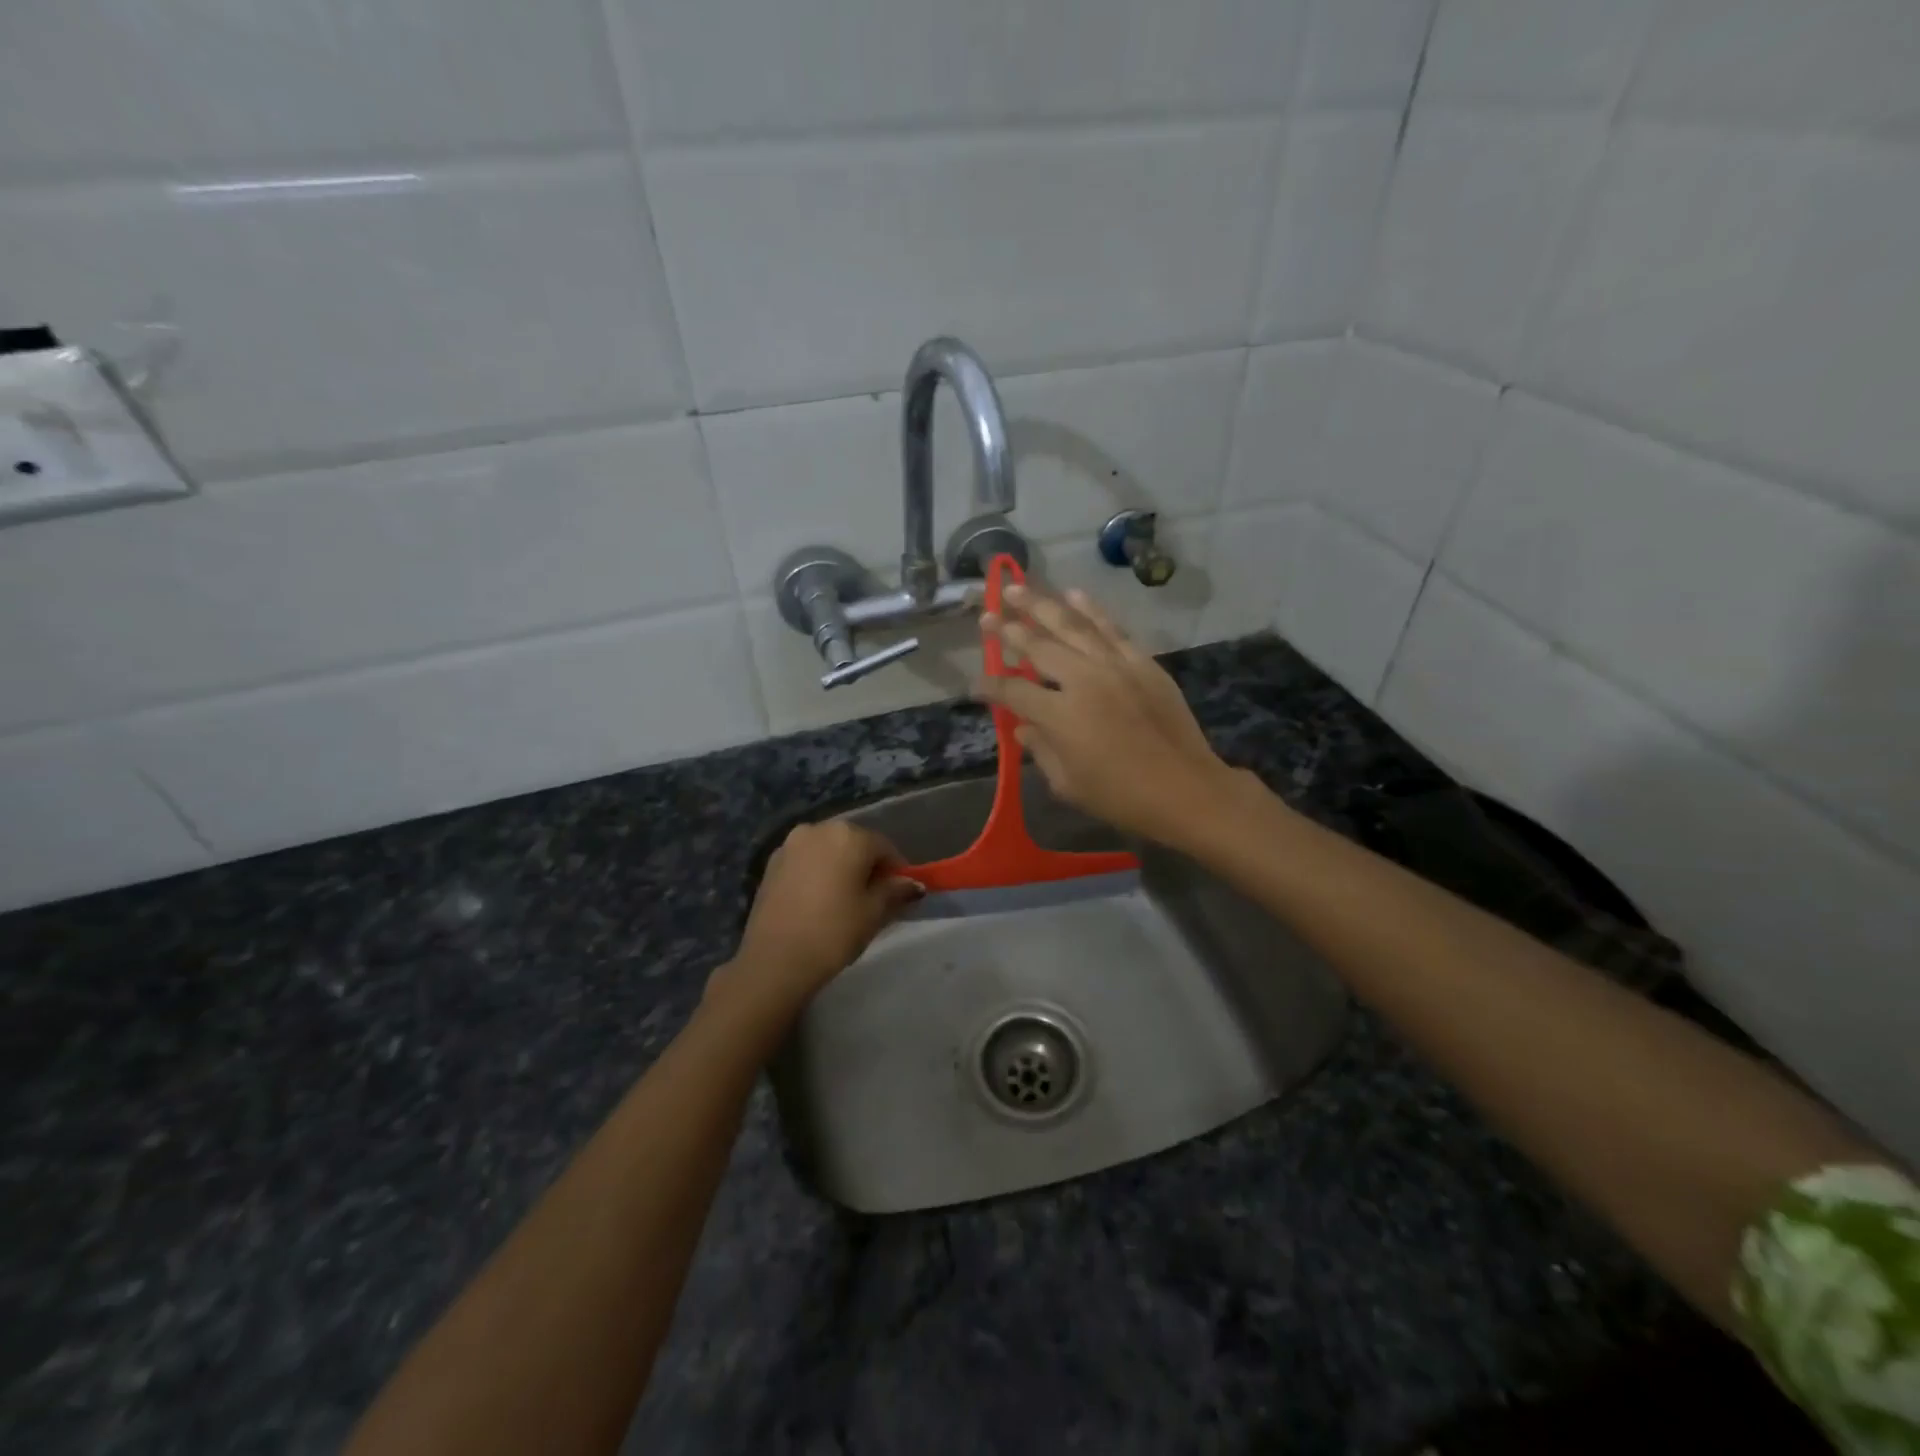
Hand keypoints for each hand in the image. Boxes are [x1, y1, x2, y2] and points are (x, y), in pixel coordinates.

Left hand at [713, 821, 921, 1019]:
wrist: (774, 961)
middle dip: (867, 866)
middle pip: (854, 844)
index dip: (897, 871)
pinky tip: (819, 902)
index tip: (901, 895)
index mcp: (848, 835)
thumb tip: (913, 884)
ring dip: (841, 869)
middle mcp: (818, 829)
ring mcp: (790, 844)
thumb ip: (896, 891)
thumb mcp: (874, 913)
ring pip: (828, 852)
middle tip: (874, 899)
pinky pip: (806, 862)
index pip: (884, 847)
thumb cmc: (833, 932)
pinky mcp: (771, 864)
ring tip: (844, 901)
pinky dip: (817, 874)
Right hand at [977, 584, 1236, 842]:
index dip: (991, 685)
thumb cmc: (1121, 797)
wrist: (1186, 789)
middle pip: (1037, 646)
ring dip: (1041, 605)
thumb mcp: (1067, 784)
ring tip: (1016, 588)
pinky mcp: (1142, 663)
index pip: (1013, 691)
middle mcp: (1083, 681)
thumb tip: (1024, 728)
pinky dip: (1091, 609)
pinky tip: (1073, 594)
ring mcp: (1116, 666)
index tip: (976, 683)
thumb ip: (1041, 750)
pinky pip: (1112, 629)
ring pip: (1072, 626)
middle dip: (1007, 630)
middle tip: (986, 615)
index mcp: (1060, 715)